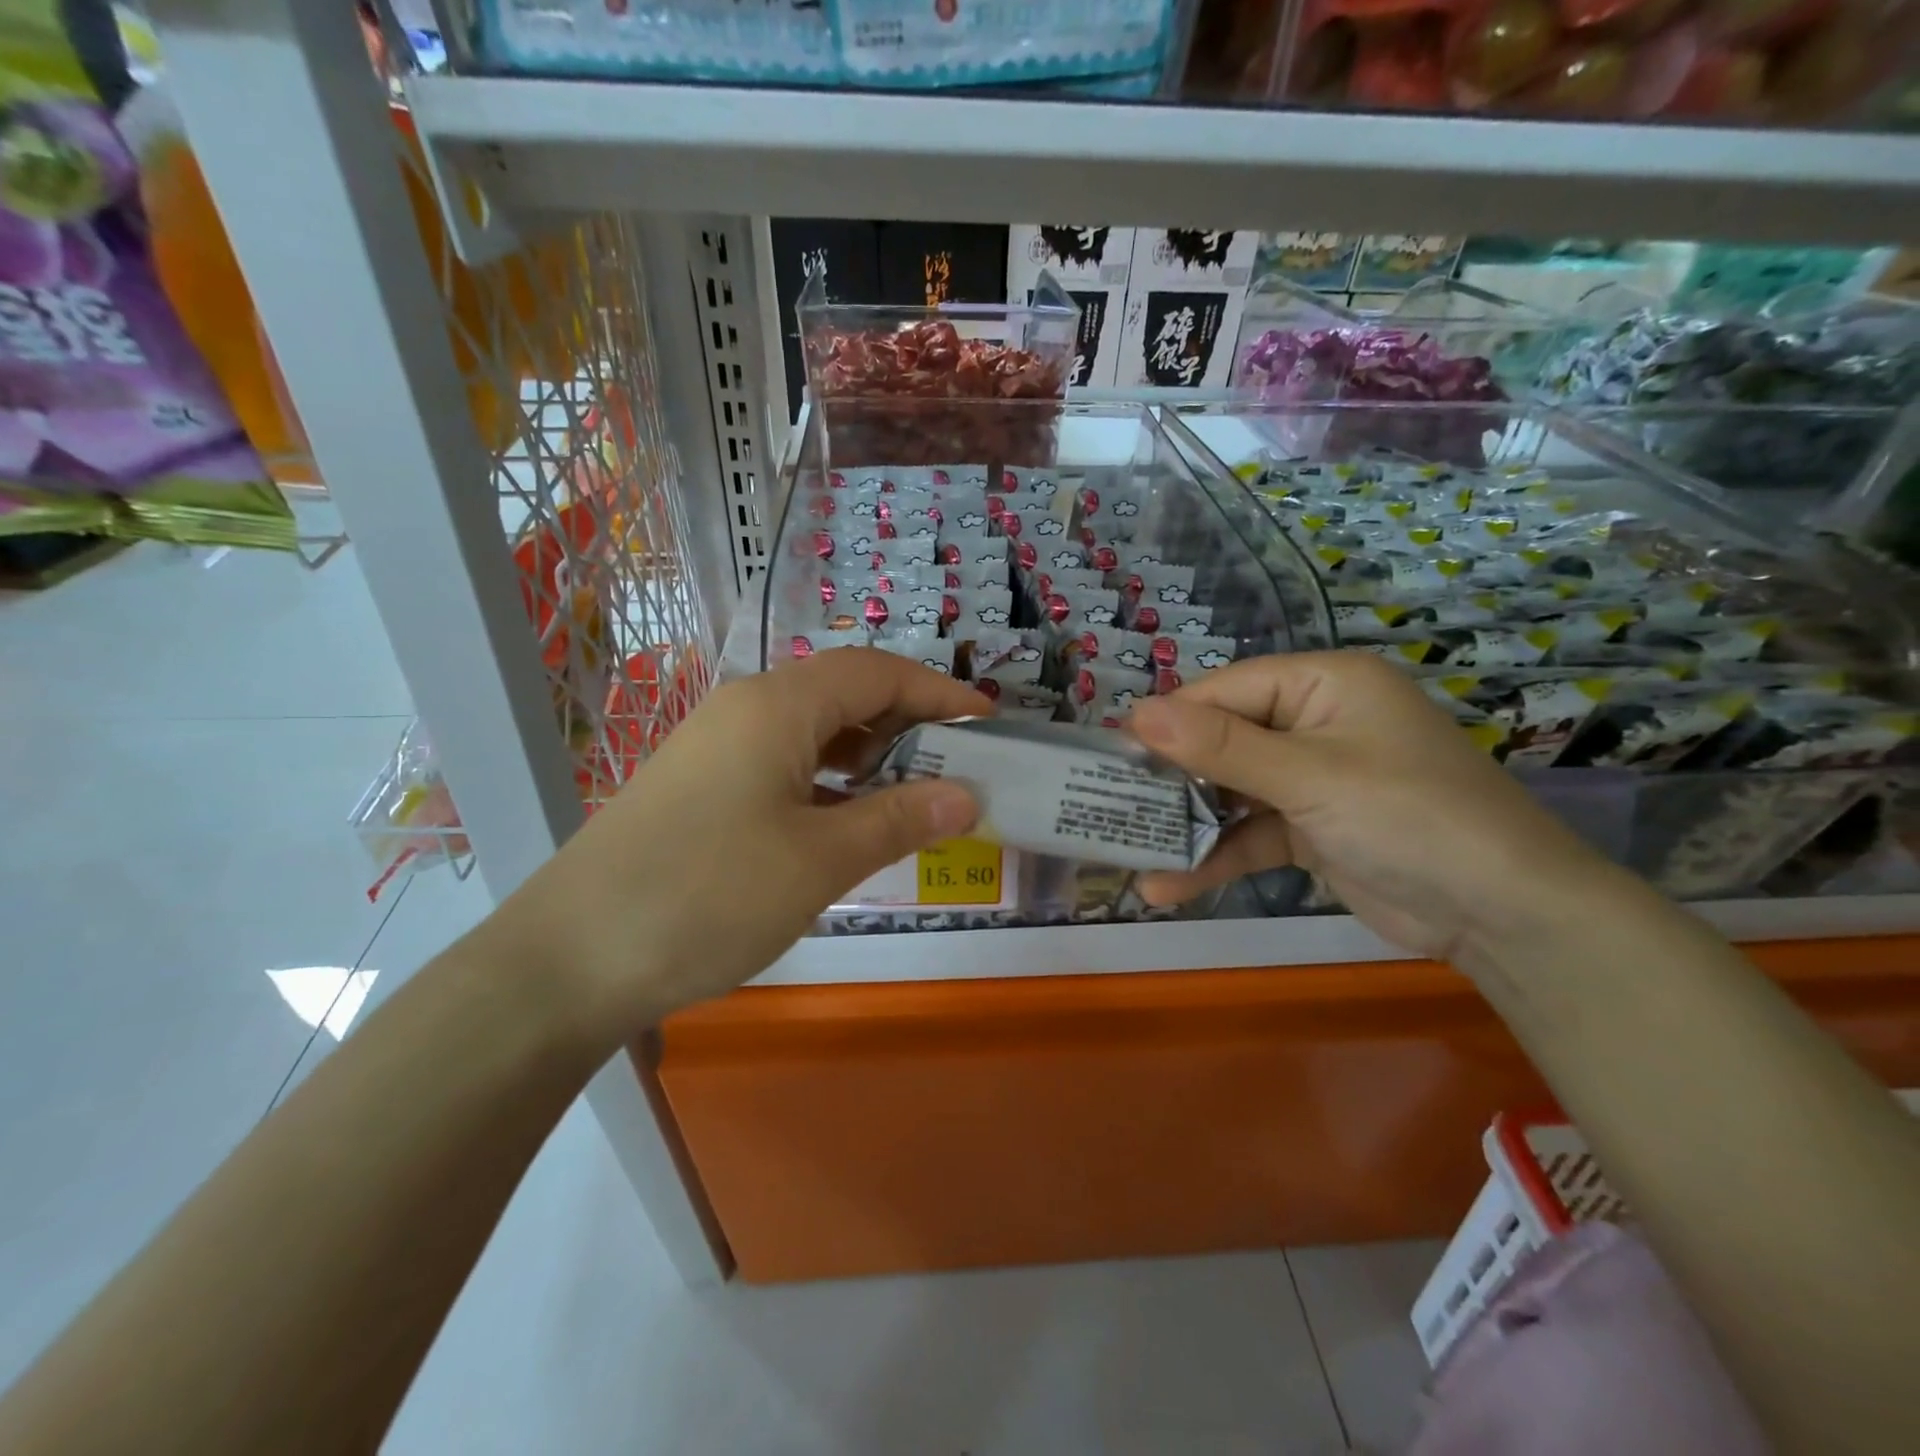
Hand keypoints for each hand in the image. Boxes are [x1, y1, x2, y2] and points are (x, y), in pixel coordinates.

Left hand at [497, 649, 985, 1030]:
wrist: (568, 960)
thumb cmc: (706, 897)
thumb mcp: (818, 860)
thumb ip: (898, 819)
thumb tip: (968, 796)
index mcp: (777, 706)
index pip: (877, 672)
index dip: (939, 691)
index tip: (989, 722)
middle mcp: (746, 709)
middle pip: (845, 693)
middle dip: (910, 722)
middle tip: (961, 764)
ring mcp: (717, 746)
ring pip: (814, 731)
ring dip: (870, 754)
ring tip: (917, 794)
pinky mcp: (700, 785)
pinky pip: (783, 763)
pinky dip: (830, 781)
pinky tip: (849, 820)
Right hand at [1129, 651, 1607, 963]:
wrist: (1504, 916)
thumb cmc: (1408, 817)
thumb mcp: (1310, 776)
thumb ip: (1221, 747)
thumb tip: (1136, 712)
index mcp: (1322, 685)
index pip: (1225, 692)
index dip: (1169, 721)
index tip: (1111, 753)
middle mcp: (1313, 723)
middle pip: (1222, 741)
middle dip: (1171, 779)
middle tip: (1109, 804)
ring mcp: (1312, 779)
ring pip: (1230, 793)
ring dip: (1185, 825)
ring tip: (1125, 852)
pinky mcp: (1311, 829)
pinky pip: (1250, 834)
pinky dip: (1215, 856)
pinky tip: (1168, 885)